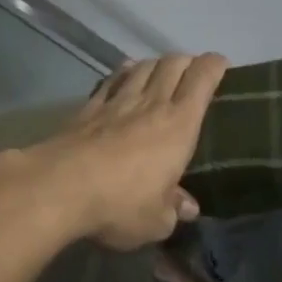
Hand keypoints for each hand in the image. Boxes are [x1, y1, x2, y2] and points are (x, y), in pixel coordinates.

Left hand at [37, 53, 228, 250]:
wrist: (60, 187)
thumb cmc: (121, 204)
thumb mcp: (157, 220)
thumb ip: (173, 209)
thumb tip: (187, 208)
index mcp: (179, 125)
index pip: (202, 79)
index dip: (214, 65)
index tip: (220, 64)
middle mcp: (151, 104)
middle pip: (172, 64)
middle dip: (186, 61)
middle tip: (192, 71)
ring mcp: (116, 102)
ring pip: (141, 67)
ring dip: (155, 64)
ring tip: (159, 70)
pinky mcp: (87, 109)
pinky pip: (110, 82)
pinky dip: (122, 74)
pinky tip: (123, 76)